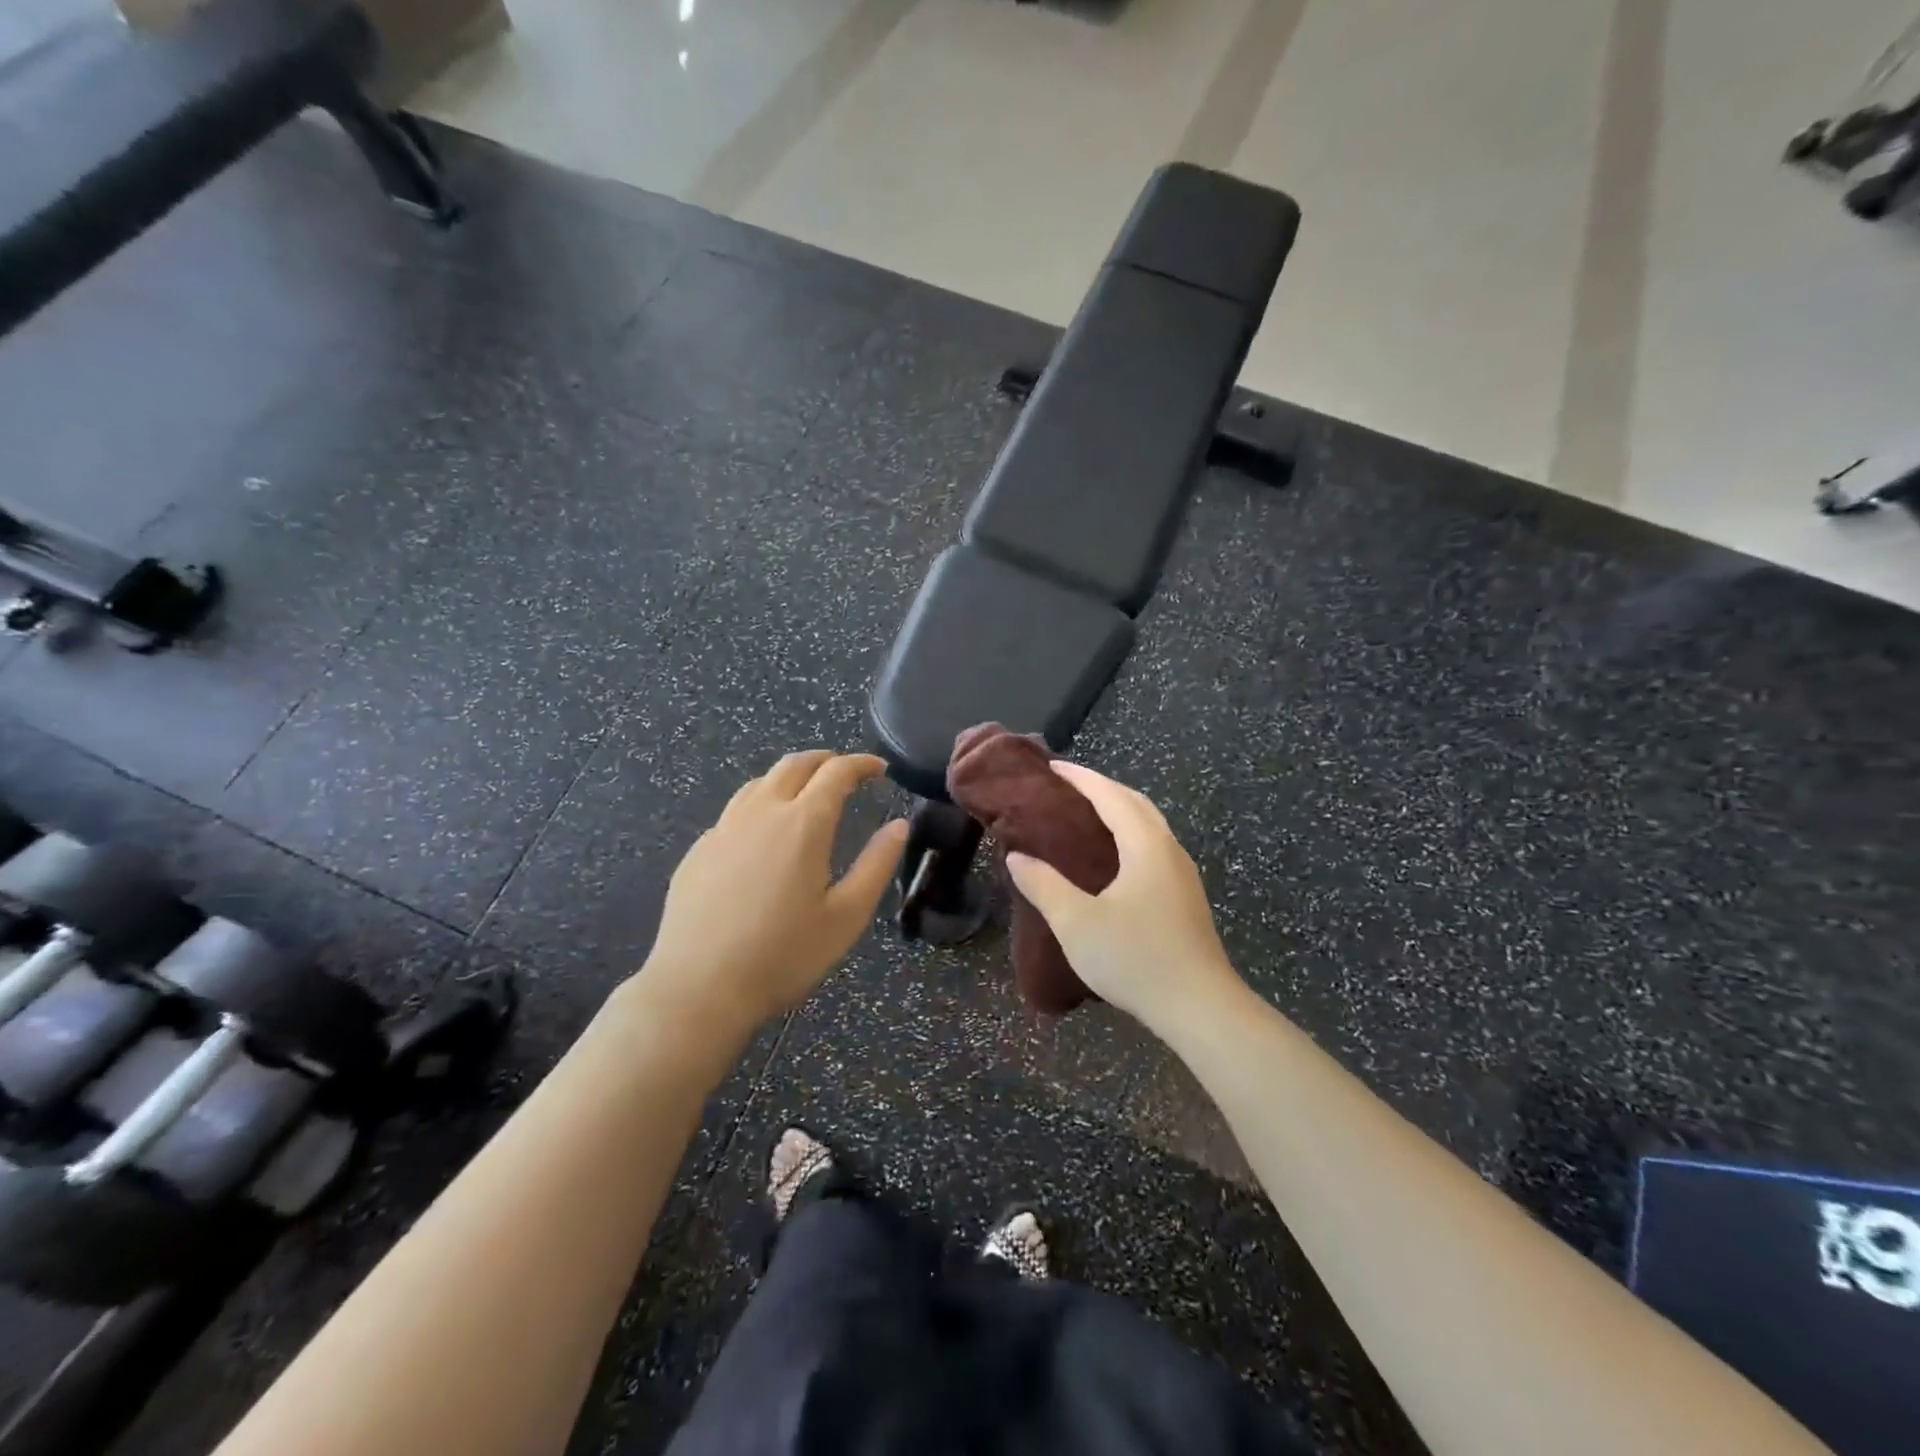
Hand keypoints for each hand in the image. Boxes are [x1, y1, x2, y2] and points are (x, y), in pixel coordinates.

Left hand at [637, 751, 906, 1040]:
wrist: (698, 989)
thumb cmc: (784, 956)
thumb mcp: (846, 916)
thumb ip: (876, 865)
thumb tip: (899, 826)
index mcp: (803, 824)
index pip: (836, 772)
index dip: (861, 764)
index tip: (878, 768)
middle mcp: (761, 813)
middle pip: (794, 765)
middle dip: (825, 760)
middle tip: (845, 771)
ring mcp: (723, 829)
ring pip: (759, 782)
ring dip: (789, 777)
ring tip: (806, 794)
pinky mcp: (698, 851)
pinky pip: (734, 811)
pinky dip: (760, 805)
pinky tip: (763, 835)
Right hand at [1005, 762, 1242, 1034]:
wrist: (1199, 1007)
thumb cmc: (1135, 959)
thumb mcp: (1076, 923)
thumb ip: (1044, 885)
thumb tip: (1017, 857)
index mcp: (1145, 846)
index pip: (1111, 796)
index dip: (1081, 778)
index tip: (1052, 767)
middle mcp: (1169, 850)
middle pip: (1136, 803)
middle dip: (1102, 788)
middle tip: (1066, 788)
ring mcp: (1183, 874)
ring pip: (1149, 825)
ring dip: (1119, 810)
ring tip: (1086, 817)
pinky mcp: (1186, 897)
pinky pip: (1154, 846)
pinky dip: (1130, 834)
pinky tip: (1113, 859)